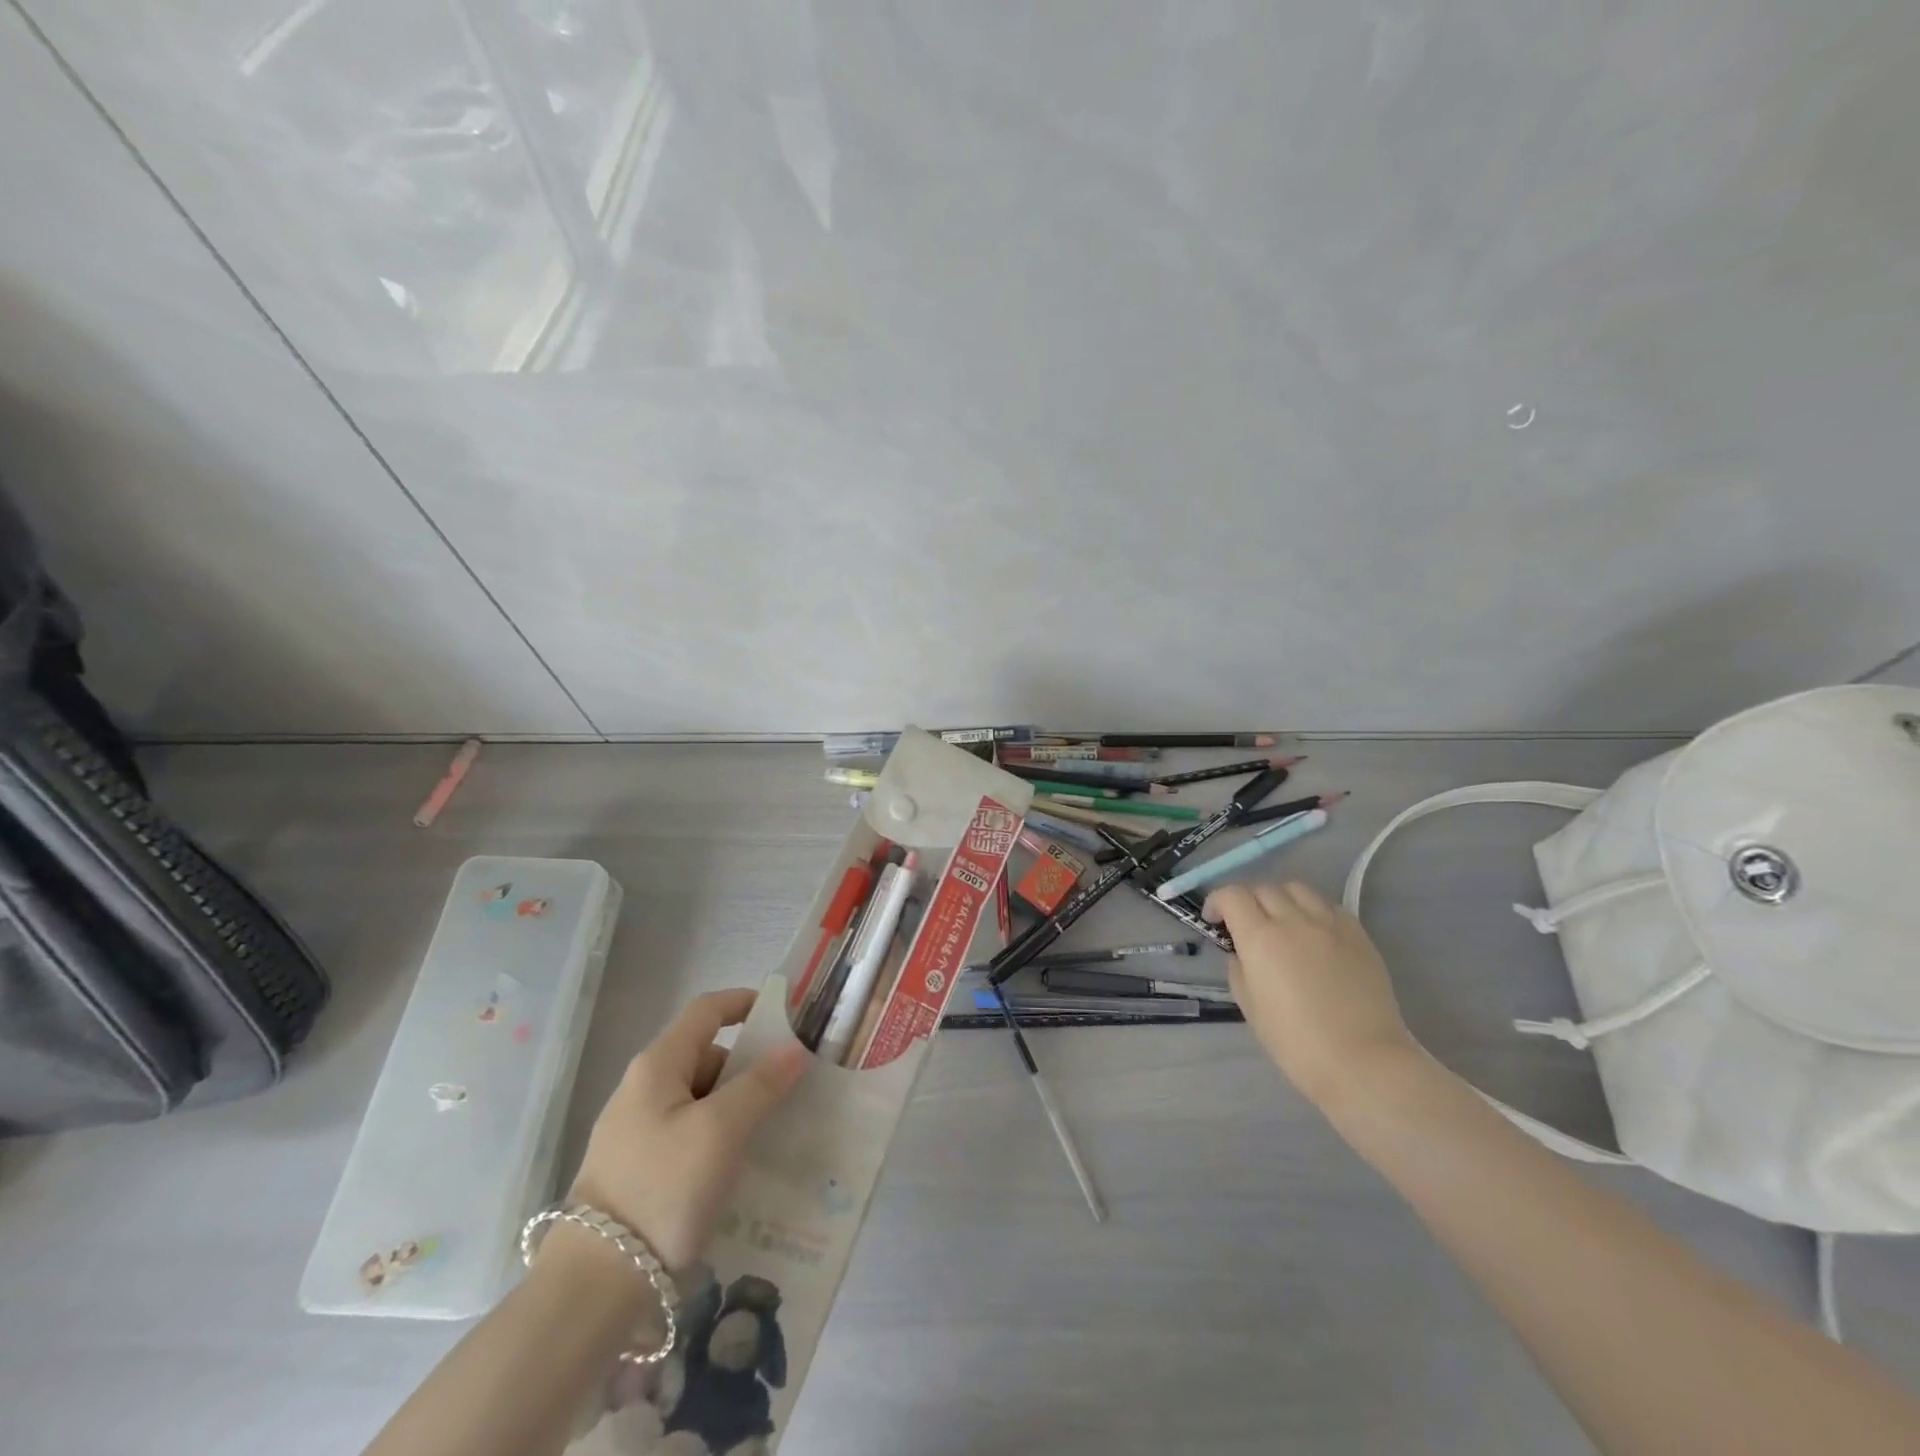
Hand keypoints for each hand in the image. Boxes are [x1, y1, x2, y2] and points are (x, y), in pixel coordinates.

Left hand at [567, 988, 808, 1269]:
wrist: (592, 1289)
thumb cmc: (662, 1190)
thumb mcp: (721, 1131)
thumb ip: (761, 1084)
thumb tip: (795, 1049)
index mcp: (657, 1066)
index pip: (706, 1010)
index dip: (744, 1002)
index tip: (785, 1015)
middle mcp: (641, 1089)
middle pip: (704, 1055)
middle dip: (747, 1066)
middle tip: (788, 1088)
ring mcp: (633, 1132)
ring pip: (697, 1099)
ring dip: (735, 1106)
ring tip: (771, 1132)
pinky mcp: (634, 1170)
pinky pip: (687, 1134)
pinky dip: (716, 1137)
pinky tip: (737, 1168)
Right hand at [1205, 881, 1422, 1112]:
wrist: (1363, 1061)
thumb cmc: (1296, 1042)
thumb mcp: (1249, 1005)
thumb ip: (1239, 968)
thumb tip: (1242, 952)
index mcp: (1261, 938)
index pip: (1232, 895)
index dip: (1217, 902)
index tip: (1214, 921)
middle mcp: (1294, 920)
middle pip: (1263, 888)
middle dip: (1247, 900)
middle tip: (1245, 924)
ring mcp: (1330, 924)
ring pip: (1297, 889)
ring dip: (1280, 898)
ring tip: (1281, 921)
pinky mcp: (1358, 934)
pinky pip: (1328, 905)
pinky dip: (1312, 910)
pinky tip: (1313, 933)